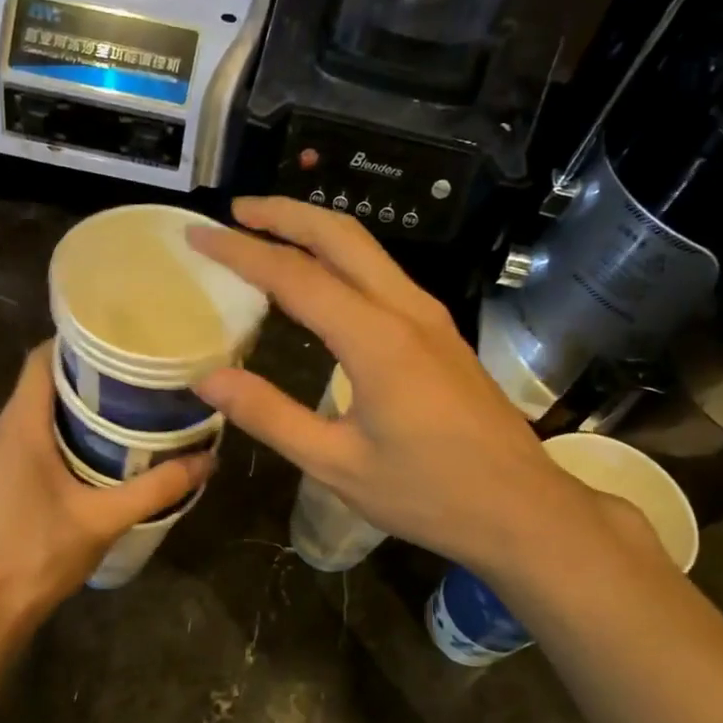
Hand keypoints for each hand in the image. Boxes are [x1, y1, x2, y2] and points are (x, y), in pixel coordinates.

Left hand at [0, 342, 211, 629]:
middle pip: (40, 383)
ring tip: (125, 407)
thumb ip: (157, 488)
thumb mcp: (104, 519)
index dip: (77, 342)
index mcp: (19, 427)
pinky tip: (97, 450)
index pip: (40, 359)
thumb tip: (208, 460)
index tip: (120, 340)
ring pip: (34, 412)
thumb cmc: (38, 554)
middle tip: (136, 375)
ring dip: (74, 406)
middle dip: (85, 375)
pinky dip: (60, 431)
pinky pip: (28, 437)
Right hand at [188, 197, 583, 564]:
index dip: (241, 252)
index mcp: (377, 340)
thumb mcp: (336, 464)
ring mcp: (430, 317)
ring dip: (314, 231)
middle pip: (341, 236)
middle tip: (235, 212)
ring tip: (267, 235)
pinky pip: (383, 274)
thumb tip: (207, 380)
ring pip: (367, 250)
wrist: (523, 510)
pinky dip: (340, 259)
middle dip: (284, 214)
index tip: (199, 235)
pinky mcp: (441, 332)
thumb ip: (270, 416)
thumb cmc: (429, 494)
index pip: (295, 276)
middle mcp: (406, 311)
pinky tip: (319, 281)